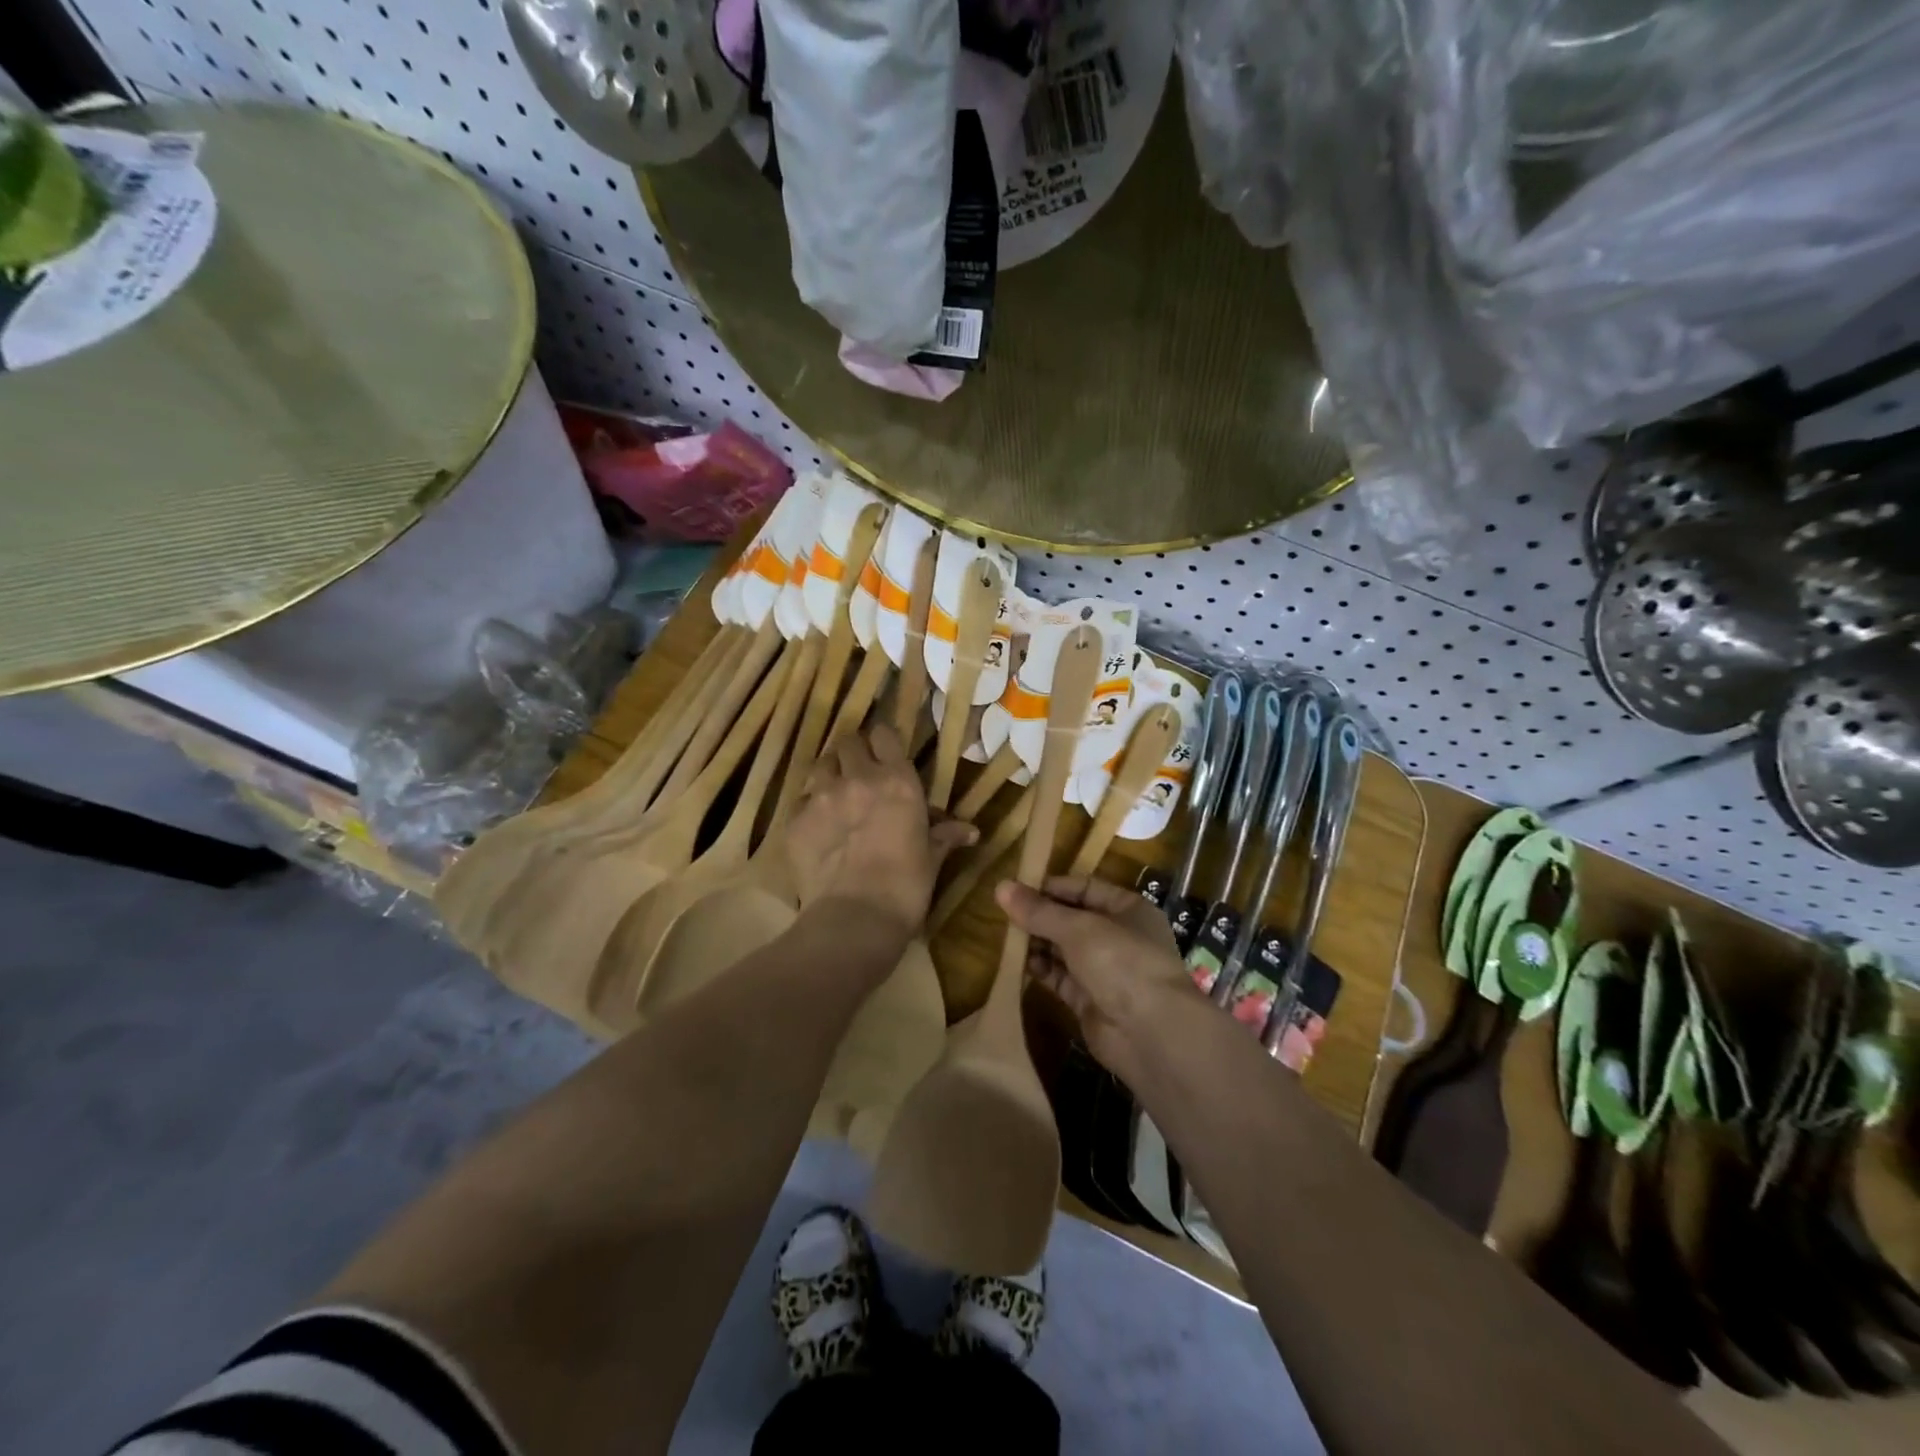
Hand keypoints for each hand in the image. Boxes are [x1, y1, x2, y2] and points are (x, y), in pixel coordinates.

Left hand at [786, 725, 975, 943]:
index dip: (883, 740)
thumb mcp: (931, 858)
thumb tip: (971, 831)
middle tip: (859, 773)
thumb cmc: (906, 887)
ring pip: (820, 765)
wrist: (856, 919)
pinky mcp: (795, 820)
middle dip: (853, 753)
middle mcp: (858, 778)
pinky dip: (810, 808)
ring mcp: (822, 797)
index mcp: (898, 781)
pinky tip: (818, 828)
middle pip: (847, 742)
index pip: (884, 735)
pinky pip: (801, 801)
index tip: (885, 752)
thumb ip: (945, 836)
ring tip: (836, 795)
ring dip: (829, 774)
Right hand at [996, 875, 1196, 1080]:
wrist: (1151, 1033)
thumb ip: (1039, 911)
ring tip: (1007, 937)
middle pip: (1072, 919)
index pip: (1084, 888)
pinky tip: (1019, 964)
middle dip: (1041, 917)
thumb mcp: (1078, 928)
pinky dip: (1041, 970)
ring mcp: (1105, 971)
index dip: (1052, 887)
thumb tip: (1001, 886)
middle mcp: (1118, 937)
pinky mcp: (1090, 1001)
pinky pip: (1061, 978)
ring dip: (1038, 943)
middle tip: (1004, 914)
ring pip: (1064, 950)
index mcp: (1128, 909)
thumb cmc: (1121, 962)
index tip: (1017, 890)